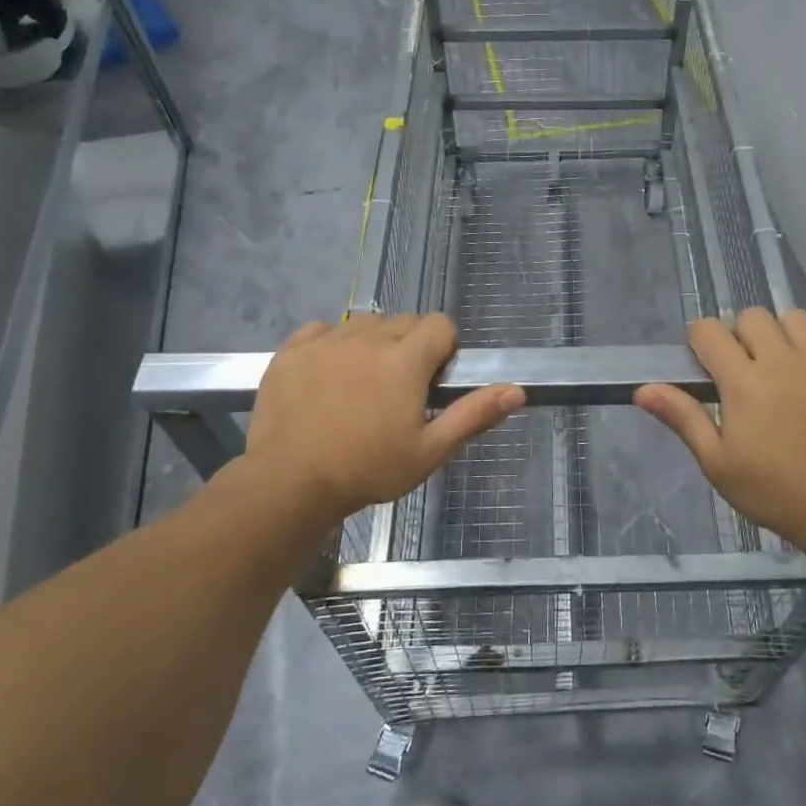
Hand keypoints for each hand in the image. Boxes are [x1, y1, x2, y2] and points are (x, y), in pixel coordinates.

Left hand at [236, 313, 522, 536]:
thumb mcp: (429, 451)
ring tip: (362, 385)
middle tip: (398, 391)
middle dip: (410, 347)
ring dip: (373, 343)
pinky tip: (327, 376)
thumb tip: (517, 390)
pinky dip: (332, 344)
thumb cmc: (368, 470)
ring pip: (365, 323)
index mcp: (405, 359)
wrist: (288, 484)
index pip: (440, 324)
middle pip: (404, 321)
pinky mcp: (292, 350)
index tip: (432, 382)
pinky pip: (323, 329)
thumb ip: (473, 414)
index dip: (444, 348)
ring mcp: (327, 341)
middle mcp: (369, 338)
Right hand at [634, 308, 805, 550]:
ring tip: (783, 362)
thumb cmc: (773, 492)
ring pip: (796, 318)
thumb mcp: (717, 463)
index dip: (699, 340)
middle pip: (752, 317)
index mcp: (743, 381)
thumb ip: (683, 418)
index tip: (704, 363)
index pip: (709, 331)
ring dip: (782, 332)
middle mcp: (783, 361)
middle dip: (739, 334)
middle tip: (743, 368)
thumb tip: (642, 389)